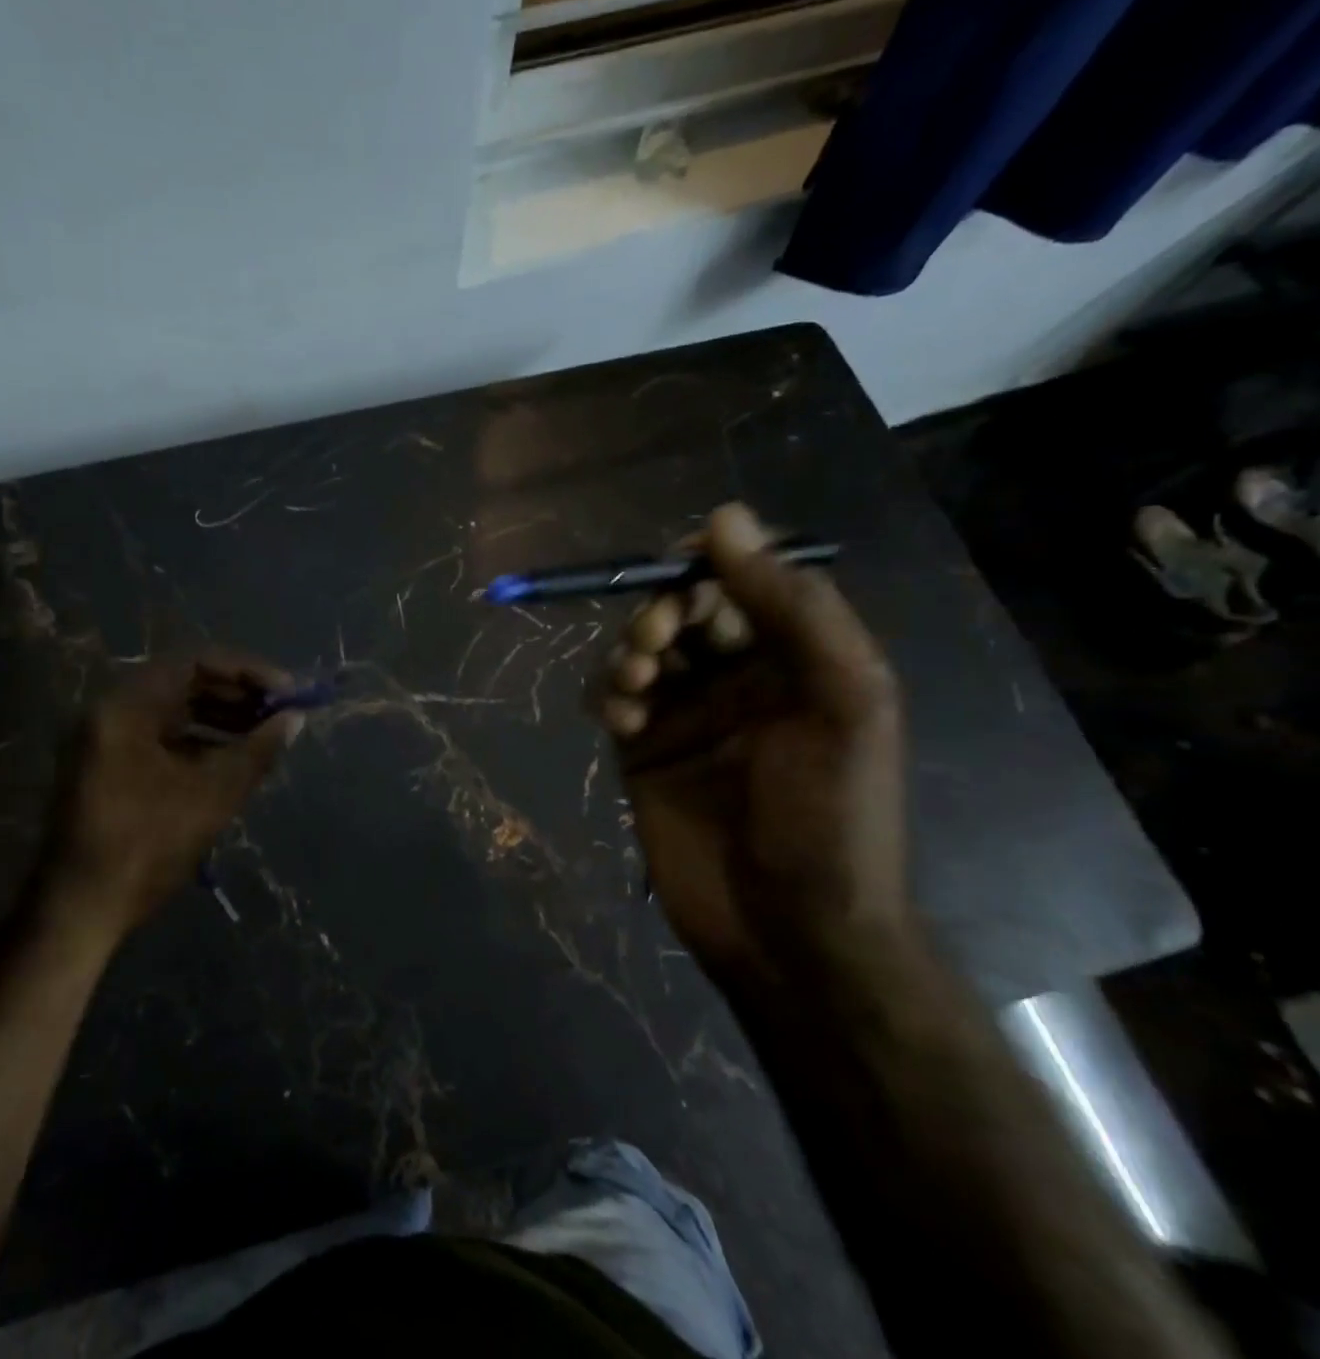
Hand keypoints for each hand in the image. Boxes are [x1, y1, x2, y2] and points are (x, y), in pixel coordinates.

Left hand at [37, 651, 301, 940]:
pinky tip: (232, 758)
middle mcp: (111, 713)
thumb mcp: (211, 797)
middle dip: (236, 695)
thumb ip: (256, 751)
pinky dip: (199, 741)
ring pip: (174, 711)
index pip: (194, 663)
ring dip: (221, 718)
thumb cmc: (145, 847)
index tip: (286, 691)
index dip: (247, 672)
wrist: (79, 912)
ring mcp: (107, 740)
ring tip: (264, 735)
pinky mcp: (110, 767)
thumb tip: (294, 719)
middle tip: (279, 712)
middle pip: (183, 683)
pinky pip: (161, 737)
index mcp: (126, 708)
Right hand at [595, 504, 910, 982]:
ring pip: (641, 648)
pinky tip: (620, 720)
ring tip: (637, 685)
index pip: (746, 580)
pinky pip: (611, 696)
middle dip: (663, 612)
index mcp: (798, 658)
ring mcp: (687, 713)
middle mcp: (740, 677)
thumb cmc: (831, 818)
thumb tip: (725, 516)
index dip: (710, 563)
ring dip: (631, 651)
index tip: (678, 566)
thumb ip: (792, 606)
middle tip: (658, 643)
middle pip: (684, 609)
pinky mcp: (642, 749)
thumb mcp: (841, 701)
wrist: (790, 933)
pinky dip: (608, 692)